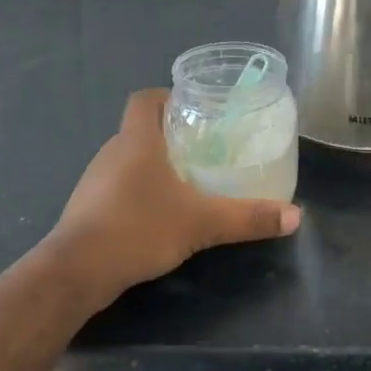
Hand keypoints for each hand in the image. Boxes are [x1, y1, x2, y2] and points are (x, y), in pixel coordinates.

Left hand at [50, 89, 300, 299]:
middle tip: (204, 147)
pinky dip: (137, 191)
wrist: (76, 272)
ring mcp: (95, 180)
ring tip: (187, 180)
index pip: (145, 98)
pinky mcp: (86, 208)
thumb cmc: (138, 228)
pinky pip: (116, 186)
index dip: (168, 97)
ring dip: (153, 165)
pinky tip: (158, 213)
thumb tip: (295, 216)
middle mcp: (112, 151)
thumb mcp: (202, 223)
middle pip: (141, 128)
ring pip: (128, 159)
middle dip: (170, 134)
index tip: (195, 110)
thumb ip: (248, 217)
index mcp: (137, 140)